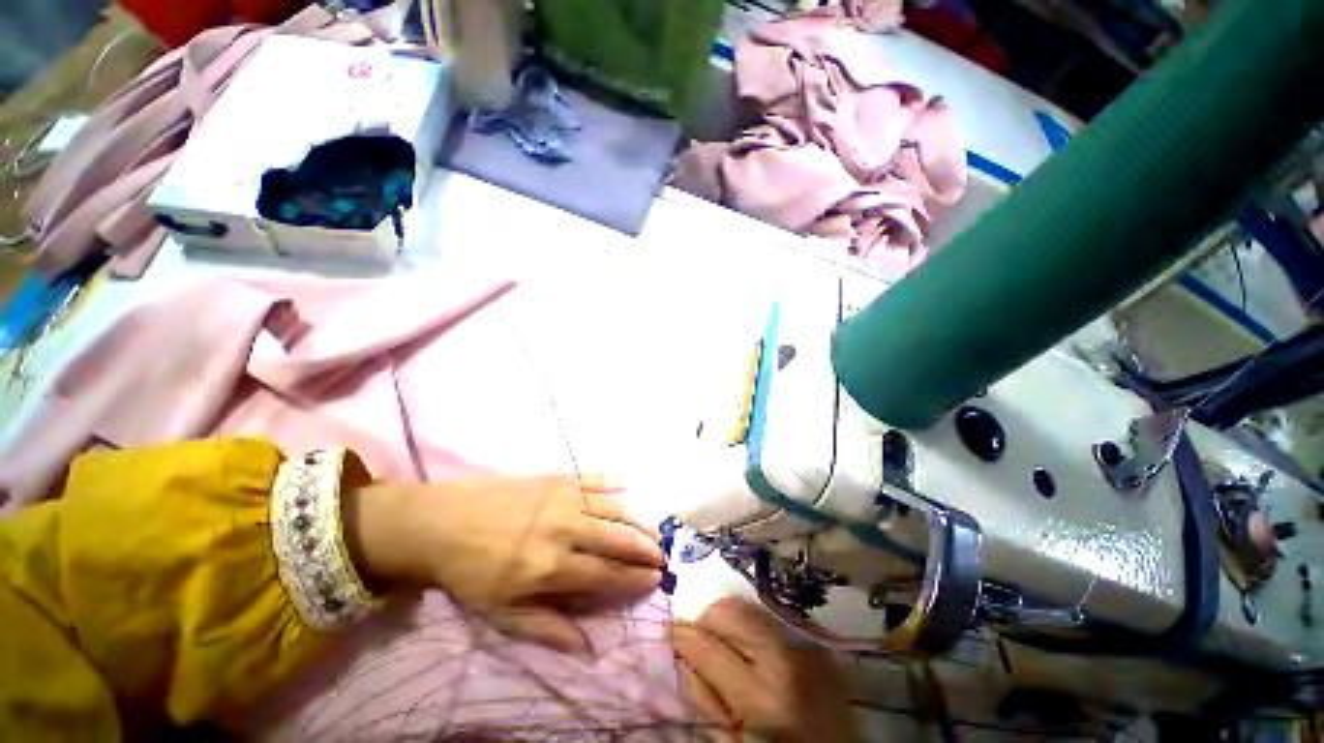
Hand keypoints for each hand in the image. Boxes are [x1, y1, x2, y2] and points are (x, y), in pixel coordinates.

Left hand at [344, 474, 664, 654]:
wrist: (441, 522)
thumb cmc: (469, 572)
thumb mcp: (500, 613)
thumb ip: (546, 628)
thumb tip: (587, 648)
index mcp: (551, 566)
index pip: (606, 573)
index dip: (634, 578)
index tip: (654, 579)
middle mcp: (565, 529)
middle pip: (617, 538)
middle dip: (645, 548)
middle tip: (662, 554)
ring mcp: (563, 498)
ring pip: (612, 507)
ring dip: (637, 518)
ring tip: (654, 528)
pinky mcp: (555, 478)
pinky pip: (592, 477)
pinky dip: (613, 480)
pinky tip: (627, 484)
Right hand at [672, 598, 855, 741]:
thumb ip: (706, 700)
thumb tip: (686, 658)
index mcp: (763, 699)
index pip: (708, 649)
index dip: (682, 637)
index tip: (670, 632)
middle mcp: (784, 661)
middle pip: (728, 613)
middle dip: (705, 621)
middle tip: (700, 641)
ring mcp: (802, 645)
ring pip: (746, 607)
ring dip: (727, 619)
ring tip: (725, 642)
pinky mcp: (813, 641)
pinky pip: (768, 616)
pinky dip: (749, 623)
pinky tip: (750, 645)